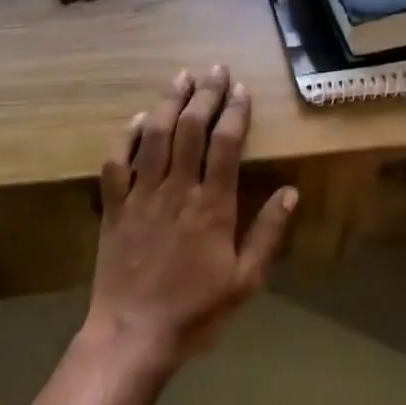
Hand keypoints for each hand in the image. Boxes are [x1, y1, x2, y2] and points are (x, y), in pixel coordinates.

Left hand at [87, 67, 296, 368]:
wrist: (133, 334)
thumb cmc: (196, 311)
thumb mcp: (245, 279)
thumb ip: (267, 233)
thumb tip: (291, 191)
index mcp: (212, 206)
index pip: (225, 145)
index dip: (234, 113)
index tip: (241, 90)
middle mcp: (176, 190)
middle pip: (190, 130)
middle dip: (204, 95)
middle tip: (214, 70)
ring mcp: (141, 196)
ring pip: (154, 137)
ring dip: (168, 103)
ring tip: (180, 78)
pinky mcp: (114, 208)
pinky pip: (117, 162)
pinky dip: (127, 136)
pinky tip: (138, 119)